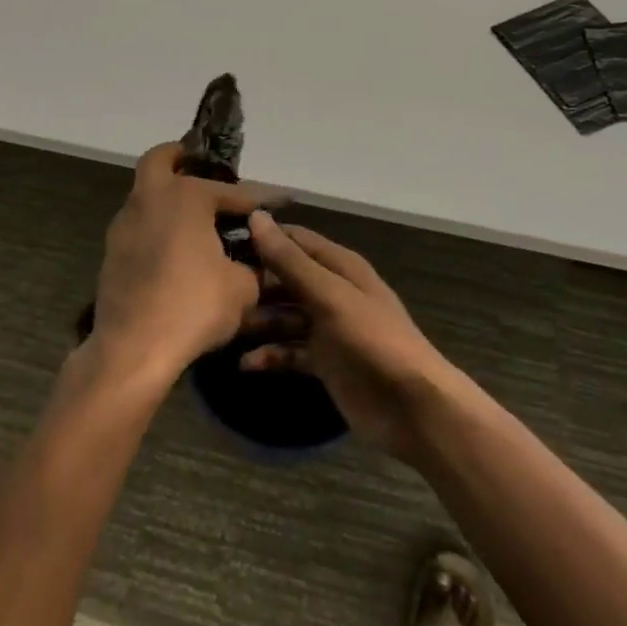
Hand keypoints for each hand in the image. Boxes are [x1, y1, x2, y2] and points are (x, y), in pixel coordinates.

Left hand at [90, 143, 278, 382]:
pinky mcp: (112, 254)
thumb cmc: (193, 306)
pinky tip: (177, 252)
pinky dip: (157, 228)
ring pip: (145, 196)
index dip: (260, 198)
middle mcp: (150, 200)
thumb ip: (253, 267)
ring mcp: (124, 226)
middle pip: (159, 161)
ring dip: (167, 199)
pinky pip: (139, 227)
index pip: (232, 191)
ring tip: (196, 220)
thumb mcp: (242, 289)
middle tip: (200, 167)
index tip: (280, 200)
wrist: (133, 348)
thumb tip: (256, 262)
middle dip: (180, 158)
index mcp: (185, 197)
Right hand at [240, 212, 457, 462]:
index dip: (261, 237)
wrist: (412, 408)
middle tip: (213, 289)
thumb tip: (256, 217)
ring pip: (283, 315)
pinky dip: (269, 355)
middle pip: (284, 278)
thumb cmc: (372, 341)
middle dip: (253, 282)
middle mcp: (332, 291)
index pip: (294, 239)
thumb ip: (291, 261)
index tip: (219, 240)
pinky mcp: (324, 361)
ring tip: (224, 327)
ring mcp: (327, 328)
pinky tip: (245, 364)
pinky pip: (289, 350)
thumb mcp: (330, 296)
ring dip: (257, 320)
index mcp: (339, 266)